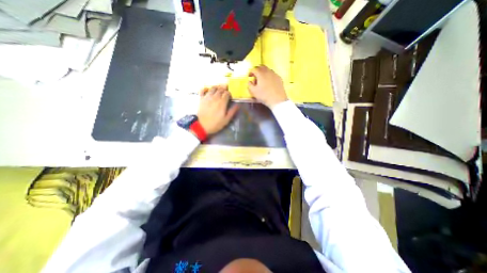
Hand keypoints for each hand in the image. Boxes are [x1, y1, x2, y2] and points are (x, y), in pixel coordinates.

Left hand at [196, 84, 237, 134]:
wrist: (202, 126)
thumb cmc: (215, 123)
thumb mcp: (226, 120)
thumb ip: (232, 111)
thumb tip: (238, 105)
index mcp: (222, 103)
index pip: (227, 93)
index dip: (229, 93)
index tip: (230, 96)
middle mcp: (215, 98)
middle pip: (220, 89)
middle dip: (224, 89)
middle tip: (225, 91)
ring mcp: (207, 97)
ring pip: (213, 88)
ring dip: (217, 87)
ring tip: (219, 89)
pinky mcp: (201, 99)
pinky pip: (202, 90)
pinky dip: (205, 88)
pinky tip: (208, 90)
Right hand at [249, 66, 285, 106]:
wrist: (277, 100)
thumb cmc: (264, 96)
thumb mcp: (254, 92)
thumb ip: (249, 85)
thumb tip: (249, 81)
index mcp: (261, 74)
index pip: (254, 69)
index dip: (250, 72)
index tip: (249, 76)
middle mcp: (268, 71)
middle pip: (261, 66)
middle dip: (257, 70)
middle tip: (255, 76)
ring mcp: (274, 74)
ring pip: (268, 70)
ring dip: (263, 72)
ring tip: (262, 80)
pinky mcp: (279, 78)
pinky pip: (273, 74)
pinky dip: (269, 76)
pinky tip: (269, 82)